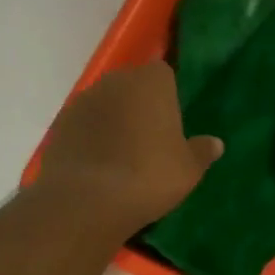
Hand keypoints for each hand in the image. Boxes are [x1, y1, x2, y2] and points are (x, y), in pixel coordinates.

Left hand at [35, 62, 221, 235]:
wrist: (86, 199)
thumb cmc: (149, 176)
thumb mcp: (188, 169)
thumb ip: (201, 152)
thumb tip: (215, 143)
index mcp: (151, 82)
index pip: (163, 74)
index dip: (168, 96)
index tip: (171, 122)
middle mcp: (115, 81)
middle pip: (131, 87)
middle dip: (139, 106)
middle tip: (150, 141)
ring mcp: (83, 101)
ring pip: (105, 105)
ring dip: (113, 122)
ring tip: (122, 157)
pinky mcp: (59, 124)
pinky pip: (84, 126)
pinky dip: (91, 139)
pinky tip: (98, 166)